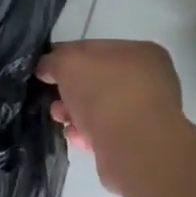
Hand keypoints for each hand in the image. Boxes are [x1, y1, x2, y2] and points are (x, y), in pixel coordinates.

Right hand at [36, 40, 183, 195]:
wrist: (134, 147)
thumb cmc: (105, 93)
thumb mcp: (68, 62)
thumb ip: (54, 60)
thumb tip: (47, 68)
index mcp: (142, 52)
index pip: (96, 48)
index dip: (66, 57)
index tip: (44, 72)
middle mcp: (150, 80)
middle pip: (98, 81)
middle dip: (70, 91)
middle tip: (54, 102)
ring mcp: (147, 113)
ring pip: (101, 109)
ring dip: (76, 114)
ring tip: (62, 121)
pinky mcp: (140, 143)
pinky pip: (106, 133)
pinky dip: (89, 135)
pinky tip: (77, 139)